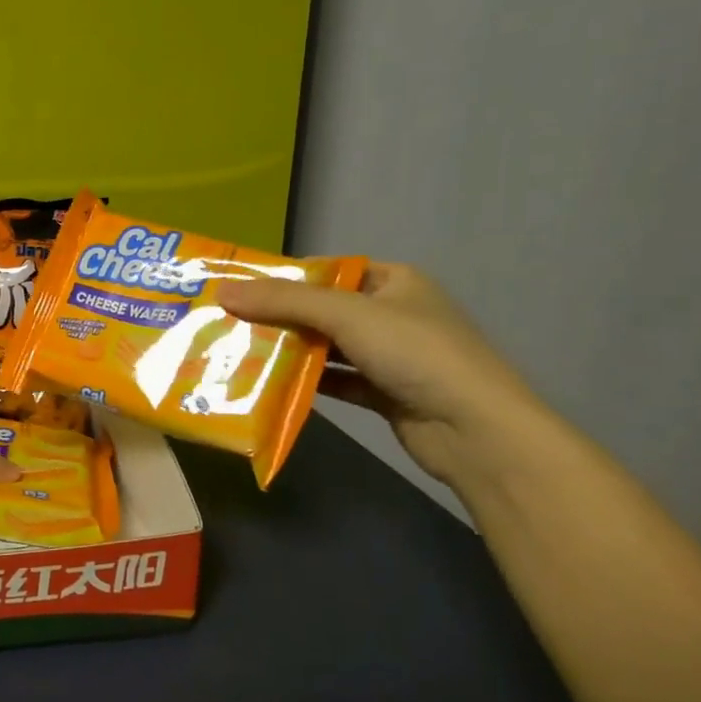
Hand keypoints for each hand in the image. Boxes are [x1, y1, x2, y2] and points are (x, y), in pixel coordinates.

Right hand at [218, 263, 552, 489]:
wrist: (476, 431)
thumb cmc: (416, 354)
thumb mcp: (347, 315)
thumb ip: (285, 301)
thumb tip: (224, 291)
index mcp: (393, 281)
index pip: (329, 269)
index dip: (284, 276)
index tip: (238, 287)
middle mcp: (392, 314)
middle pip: (323, 309)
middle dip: (279, 317)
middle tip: (228, 322)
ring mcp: (390, 356)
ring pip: (327, 347)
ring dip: (289, 351)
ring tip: (238, 353)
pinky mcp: (384, 393)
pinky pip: (336, 380)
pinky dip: (306, 382)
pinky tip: (270, 386)